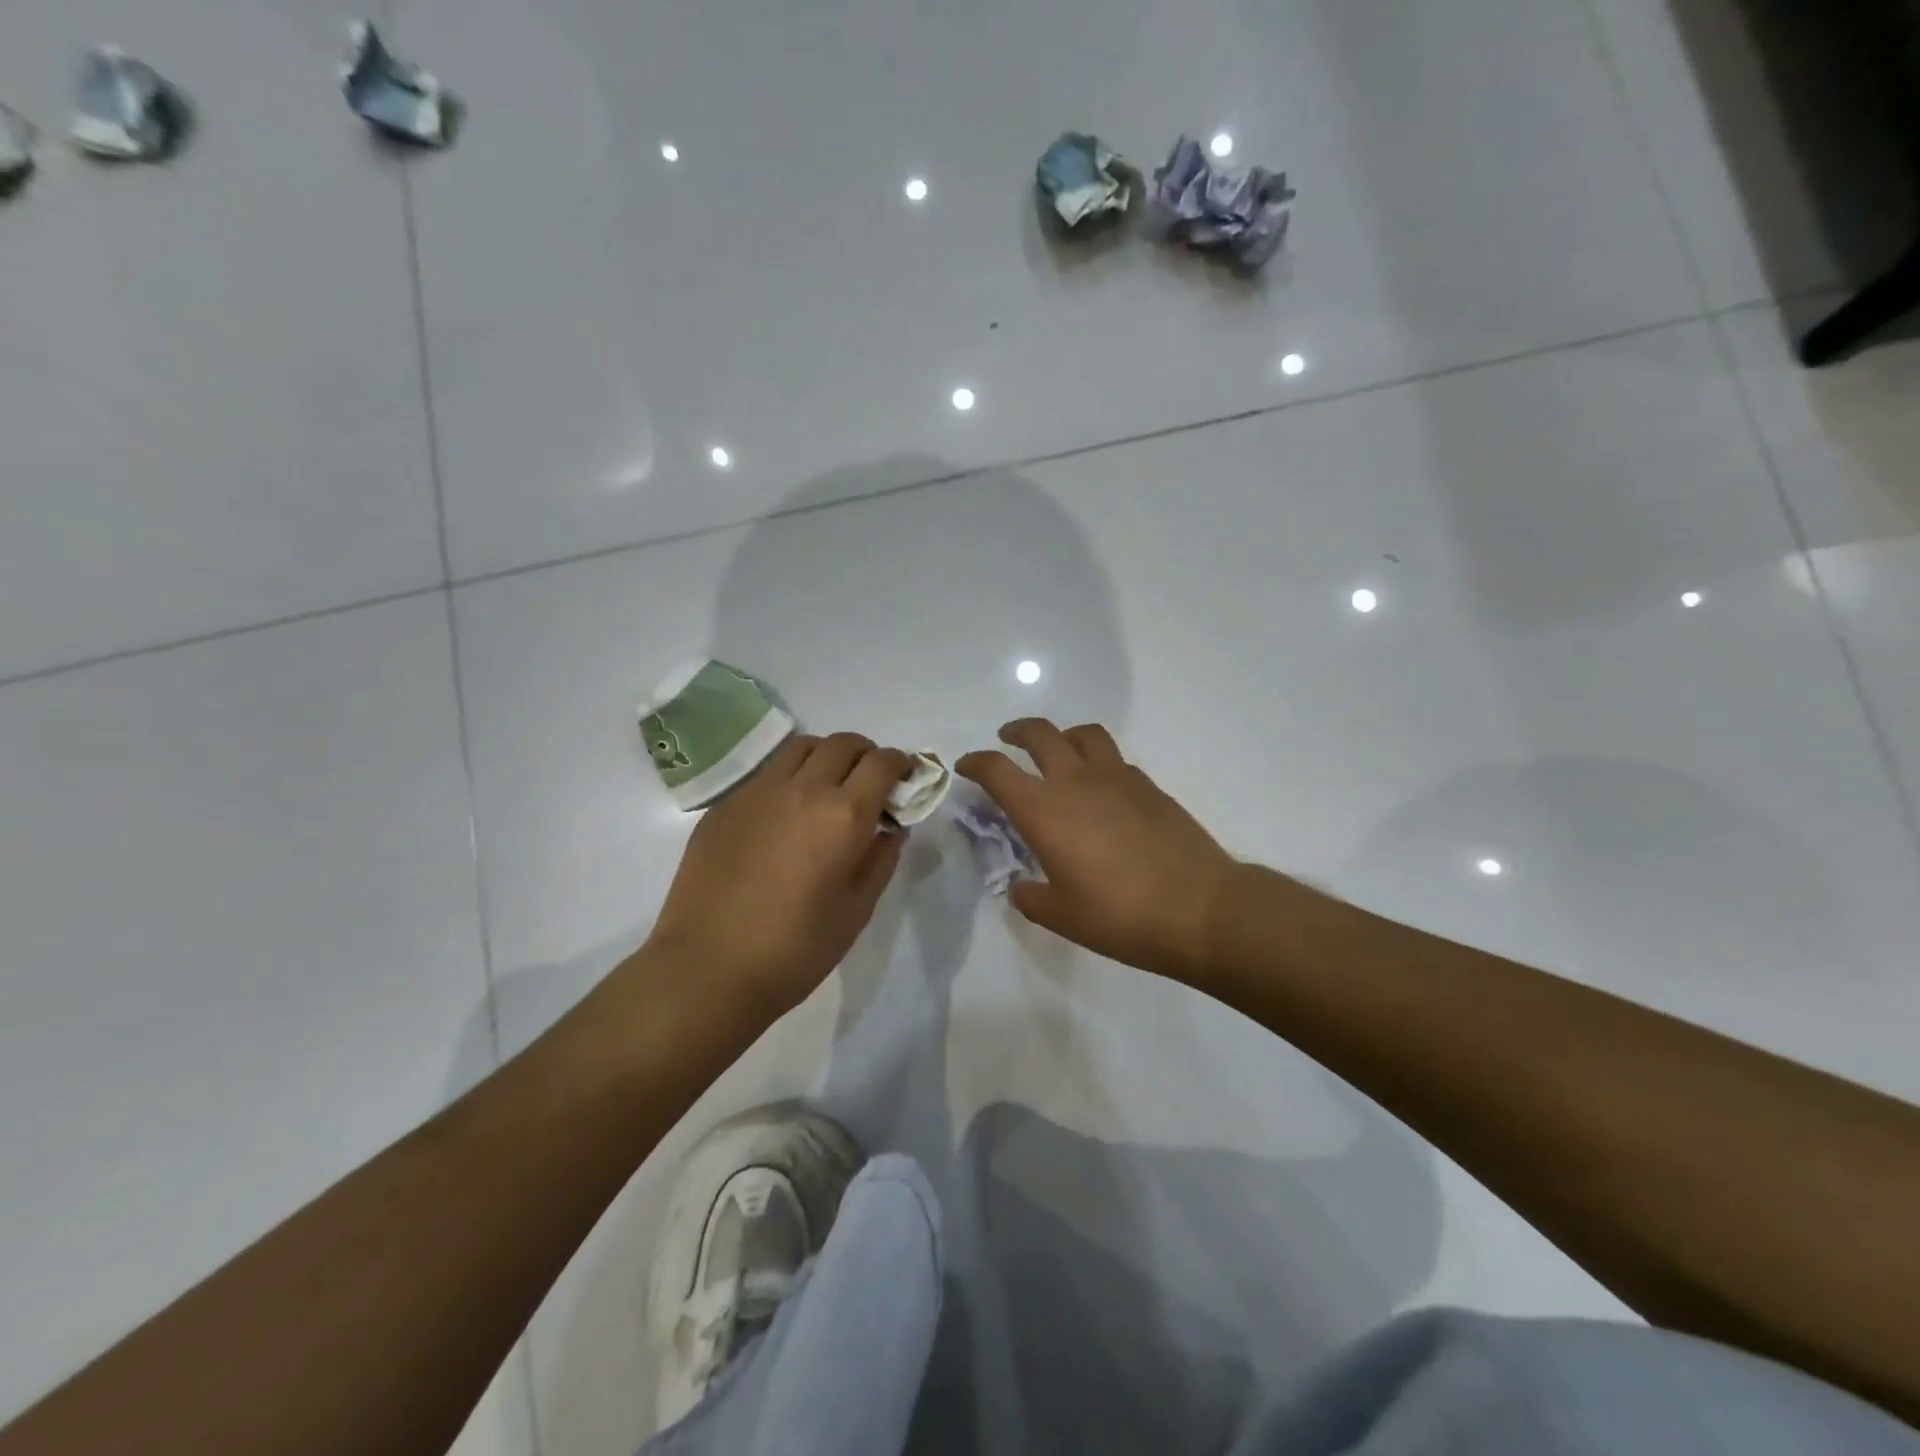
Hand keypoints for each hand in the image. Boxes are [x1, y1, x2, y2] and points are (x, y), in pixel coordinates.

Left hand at [648, 733, 910, 1013]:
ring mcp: (758, 792)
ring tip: (827, 786)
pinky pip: (766, 774)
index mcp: (843, 815)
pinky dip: (789, 778)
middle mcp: (802, 790)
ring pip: (801, 747)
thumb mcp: (856, 911)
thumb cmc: (795, 949)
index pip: (882, 763)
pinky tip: (784, 814)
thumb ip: (879, 860)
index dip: (901, 763)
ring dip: (825, 756)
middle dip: (865, 754)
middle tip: (869, 780)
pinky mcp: (725, 805)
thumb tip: (889, 829)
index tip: (905, 776)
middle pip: (842, 743)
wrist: (708, 968)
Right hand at [957, 720, 1237, 981]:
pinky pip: (1115, 759)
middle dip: (1017, 732)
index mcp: (1044, 810)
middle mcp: (1076, 781)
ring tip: (1059, 751)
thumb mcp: (1062, 916)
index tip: (966, 766)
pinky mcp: (1149, 785)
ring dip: (1063, 735)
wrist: (1198, 908)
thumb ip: (1032, 897)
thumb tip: (1022, 887)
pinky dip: (1098, 762)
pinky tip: (1102, 790)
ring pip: (1083, 734)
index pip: (997, 770)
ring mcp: (1117, 777)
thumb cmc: (1120, 916)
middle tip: (1008, 739)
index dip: (976, 762)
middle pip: (1040, 734)